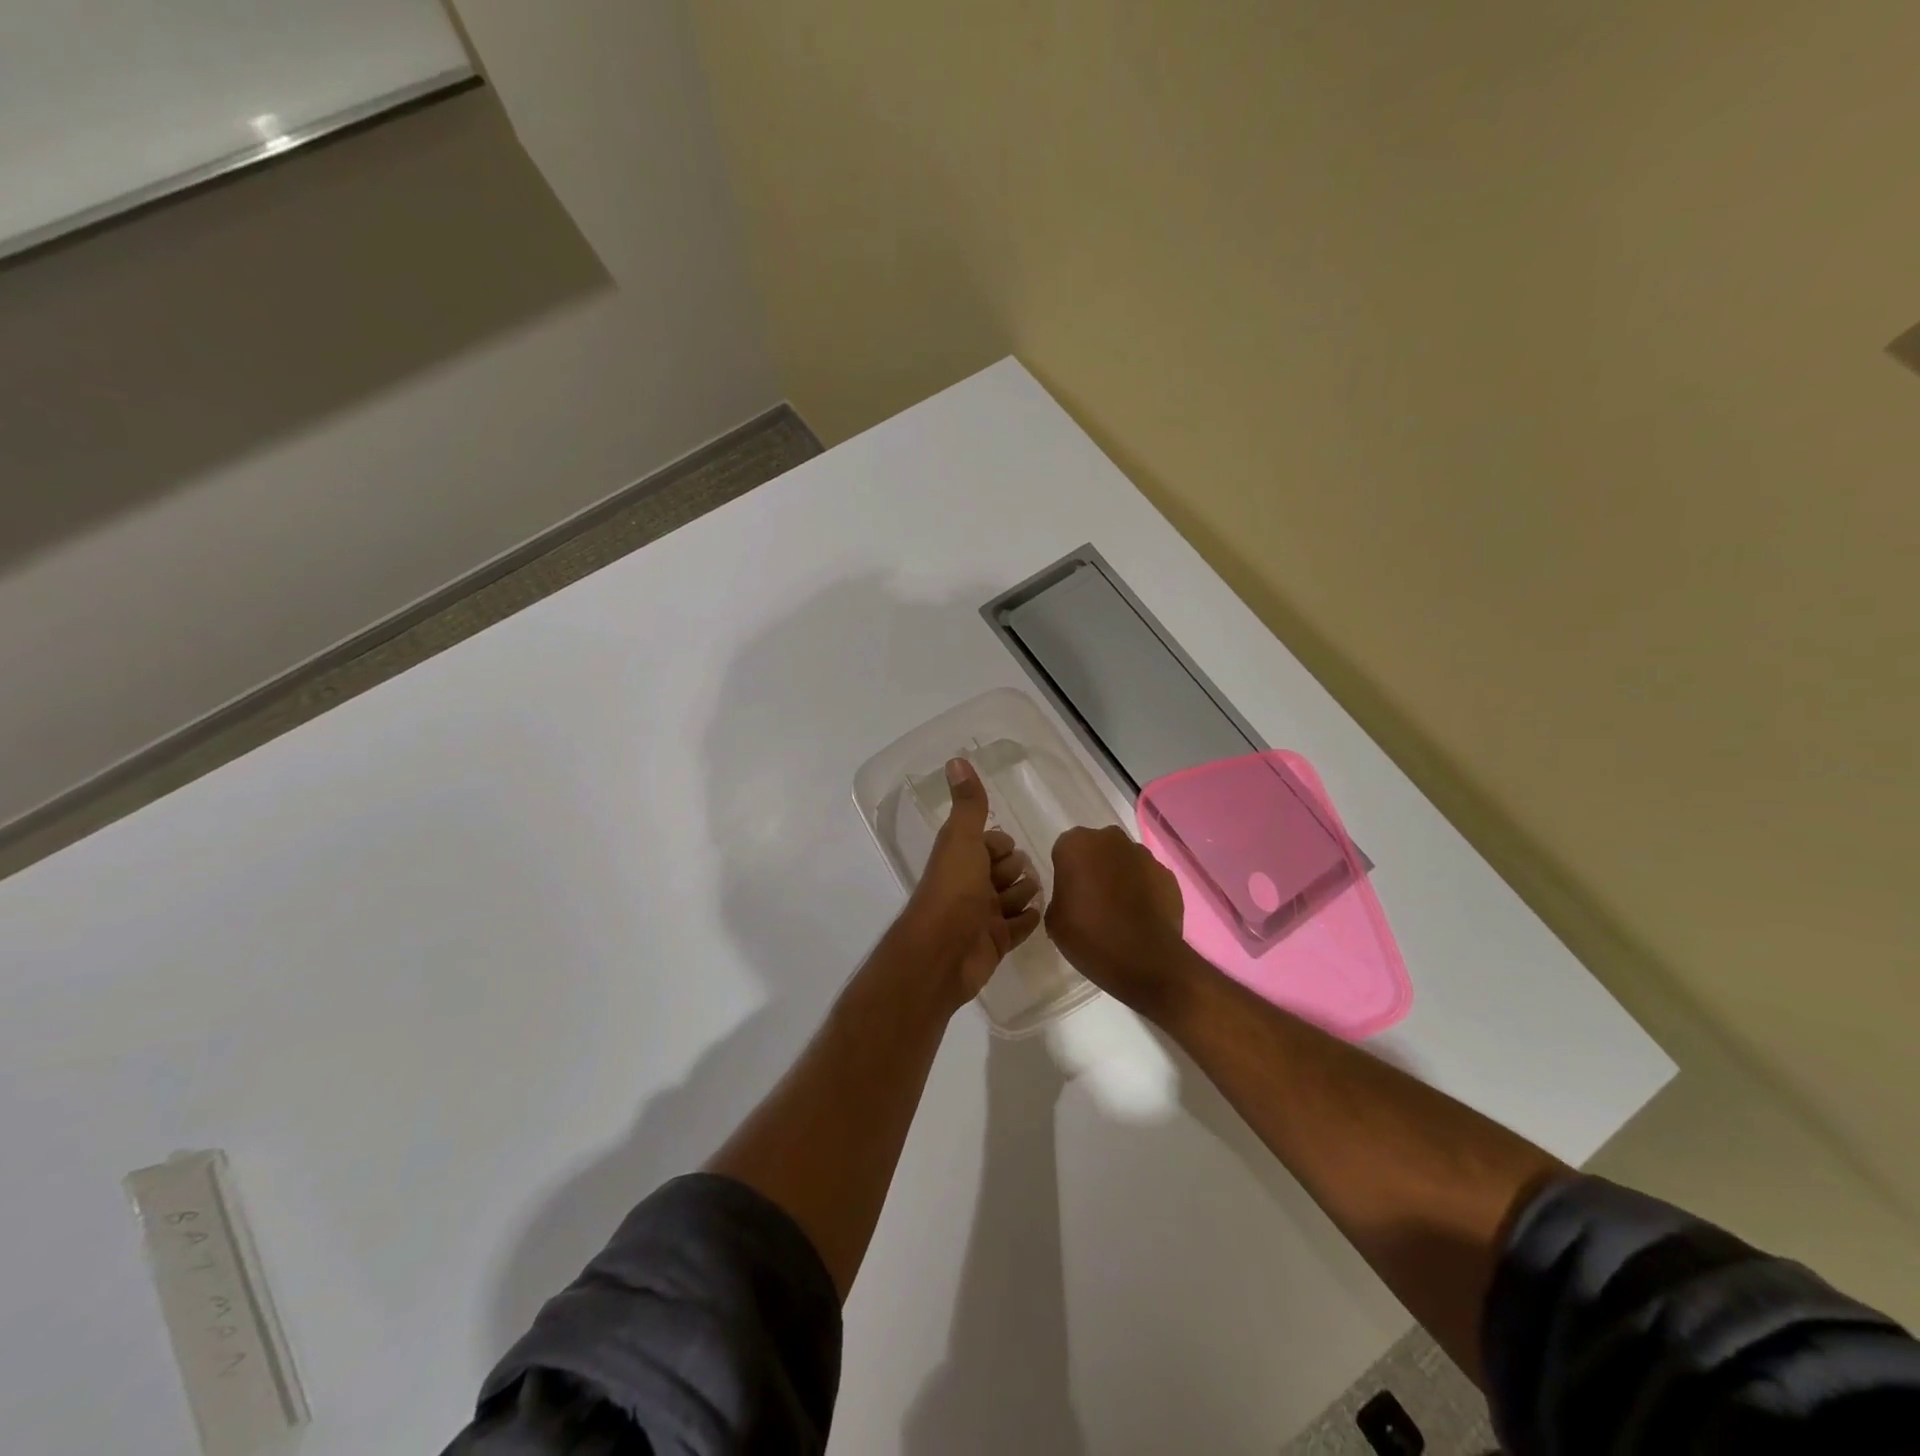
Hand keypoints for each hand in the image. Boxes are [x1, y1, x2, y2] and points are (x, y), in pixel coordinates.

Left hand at [896, 759, 1043, 1012]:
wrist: (942, 954)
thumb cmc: (953, 891)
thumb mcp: (962, 840)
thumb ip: (968, 804)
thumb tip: (956, 759)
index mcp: (961, 858)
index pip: (989, 843)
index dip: (1000, 844)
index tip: (1007, 848)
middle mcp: (970, 885)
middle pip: (1003, 870)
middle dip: (1016, 869)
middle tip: (1019, 875)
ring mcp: (982, 917)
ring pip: (1013, 898)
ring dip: (1024, 894)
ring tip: (1030, 895)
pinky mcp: (995, 944)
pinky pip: (1019, 928)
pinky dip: (1028, 920)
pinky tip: (1039, 915)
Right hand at [1046, 825, 1192, 1019]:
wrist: (1145, 960)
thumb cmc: (1090, 936)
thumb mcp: (1054, 920)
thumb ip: (1060, 897)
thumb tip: (1072, 897)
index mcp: (1076, 844)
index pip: (1064, 850)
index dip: (1066, 872)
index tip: (1068, 895)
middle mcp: (1110, 840)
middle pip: (1096, 849)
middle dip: (1094, 867)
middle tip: (1091, 900)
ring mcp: (1143, 855)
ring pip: (1124, 861)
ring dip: (1120, 877)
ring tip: (1119, 911)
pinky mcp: (1167, 875)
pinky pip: (1148, 878)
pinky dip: (1143, 891)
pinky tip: (1141, 917)